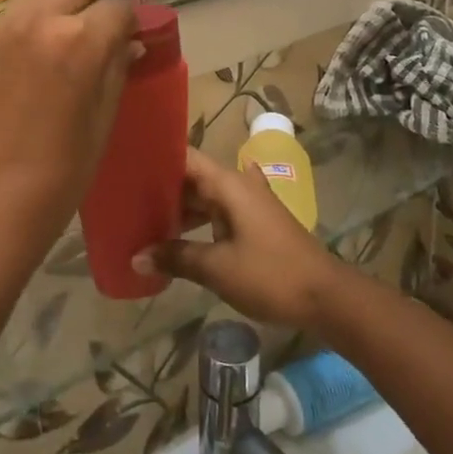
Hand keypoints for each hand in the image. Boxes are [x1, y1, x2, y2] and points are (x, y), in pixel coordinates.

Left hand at [0, 0, 137, 265]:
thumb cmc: (56, 179)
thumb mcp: (101, 125)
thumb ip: (116, 71)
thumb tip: (129, 43)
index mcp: (80, 41)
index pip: (117, 9)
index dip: (129, 24)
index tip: (129, 41)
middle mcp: (38, 20)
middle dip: (94, 5)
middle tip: (96, 37)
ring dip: (58, 5)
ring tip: (61, 40)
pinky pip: (9, 16)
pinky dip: (26, 23)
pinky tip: (27, 59)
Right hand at [135, 149, 353, 330]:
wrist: (326, 296)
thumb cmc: (270, 274)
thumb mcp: (217, 268)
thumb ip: (175, 257)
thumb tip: (136, 256)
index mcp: (228, 183)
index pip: (185, 156)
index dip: (157, 157)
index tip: (127, 163)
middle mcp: (238, 184)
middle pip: (193, 177)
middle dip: (162, 188)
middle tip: (125, 198)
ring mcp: (249, 204)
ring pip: (205, 197)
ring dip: (179, 208)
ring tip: (144, 220)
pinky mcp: (255, 224)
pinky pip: (218, 213)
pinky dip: (198, 221)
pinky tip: (177, 236)